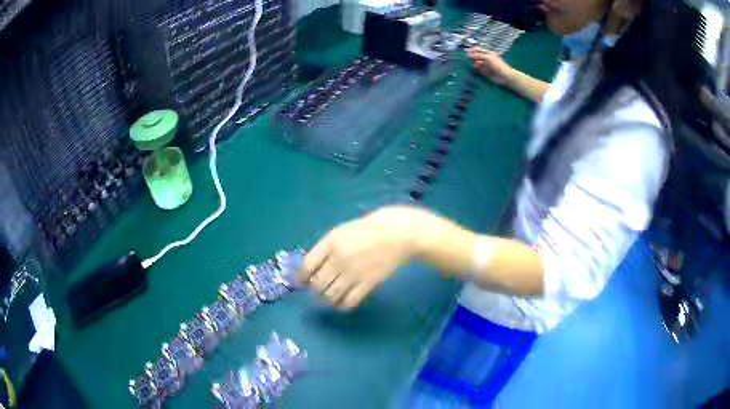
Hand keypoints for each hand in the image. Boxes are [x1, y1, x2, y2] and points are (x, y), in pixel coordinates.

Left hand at [298, 206, 433, 310]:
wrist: (398, 233)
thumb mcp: (342, 231)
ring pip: (331, 295)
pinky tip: (342, 302)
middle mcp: (339, 258)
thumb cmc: (368, 229)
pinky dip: (342, 305)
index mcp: (331, 242)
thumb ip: (324, 248)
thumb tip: (309, 269)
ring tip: (329, 297)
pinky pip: (349, 301)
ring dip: (327, 299)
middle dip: (314, 290)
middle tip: (317, 290)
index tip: (299, 283)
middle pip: (317, 283)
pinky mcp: (368, 283)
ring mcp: (354, 272)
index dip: (300, 278)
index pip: (307, 266)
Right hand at [467, 48, 514, 86]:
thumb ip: (478, 55)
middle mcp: (487, 59)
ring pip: (477, 62)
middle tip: (467, 56)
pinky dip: (476, 67)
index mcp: (488, 53)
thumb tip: (470, 54)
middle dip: (472, 56)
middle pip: (477, 56)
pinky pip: (479, 69)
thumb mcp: (488, 57)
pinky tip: (474, 66)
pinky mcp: (485, 72)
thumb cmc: (497, 64)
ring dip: (474, 62)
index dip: (473, 50)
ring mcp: (486, 65)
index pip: (479, 50)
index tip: (467, 50)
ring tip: (471, 62)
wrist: (504, 76)